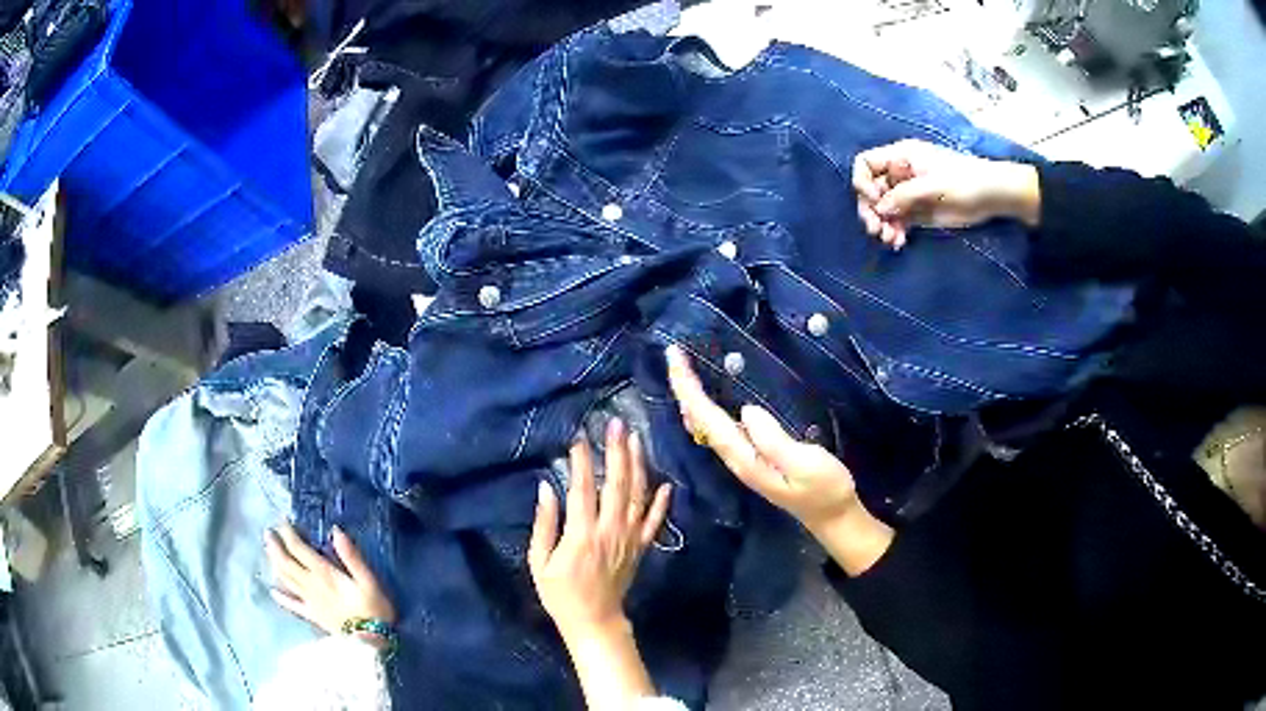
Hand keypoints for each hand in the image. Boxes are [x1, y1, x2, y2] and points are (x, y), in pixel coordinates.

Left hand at [265, 523, 395, 645]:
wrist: (372, 642)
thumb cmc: (373, 609)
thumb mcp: (368, 580)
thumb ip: (352, 556)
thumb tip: (336, 531)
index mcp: (324, 573)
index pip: (299, 549)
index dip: (288, 533)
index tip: (283, 520)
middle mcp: (311, 585)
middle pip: (286, 562)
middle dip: (276, 546)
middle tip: (268, 532)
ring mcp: (309, 601)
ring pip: (286, 579)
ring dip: (275, 563)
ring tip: (268, 551)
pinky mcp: (312, 616)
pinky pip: (293, 605)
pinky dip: (281, 598)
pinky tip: (273, 592)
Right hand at [529, 419, 671, 638]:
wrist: (595, 621)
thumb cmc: (561, 594)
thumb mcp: (539, 562)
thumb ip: (544, 524)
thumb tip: (546, 487)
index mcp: (581, 534)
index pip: (582, 489)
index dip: (581, 461)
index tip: (580, 436)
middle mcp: (610, 530)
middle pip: (616, 485)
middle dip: (616, 452)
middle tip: (616, 424)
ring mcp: (630, 538)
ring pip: (637, 496)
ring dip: (637, 465)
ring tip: (636, 438)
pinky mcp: (641, 547)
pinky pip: (655, 522)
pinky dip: (661, 503)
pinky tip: (666, 483)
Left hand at [665, 345, 857, 530]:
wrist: (831, 515)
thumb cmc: (824, 488)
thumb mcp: (806, 464)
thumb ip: (775, 441)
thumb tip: (746, 411)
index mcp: (744, 457)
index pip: (707, 419)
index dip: (689, 389)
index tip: (676, 359)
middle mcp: (736, 458)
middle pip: (698, 420)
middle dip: (684, 387)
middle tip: (674, 354)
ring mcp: (742, 459)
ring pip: (704, 425)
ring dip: (691, 396)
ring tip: (682, 369)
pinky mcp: (751, 456)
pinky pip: (717, 428)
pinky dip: (705, 407)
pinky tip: (704, 398)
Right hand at [852, 139, 1040, 249]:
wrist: (992, 196)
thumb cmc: (965, 181)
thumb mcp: (933, 185)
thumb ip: (905, 195)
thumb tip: (880, 208)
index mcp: (901, 157)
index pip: (866, 164)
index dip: (863, 182)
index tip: (875, 200)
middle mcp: (900, 174)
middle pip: (871, 189)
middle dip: (870, 209)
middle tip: (876, 229)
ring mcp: (908, 194)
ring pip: (882, 209)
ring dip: (882, 225)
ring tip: (890, 240)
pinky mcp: (918, 212)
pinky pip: (897, 222)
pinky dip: (895, 232)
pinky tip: (899, 243)